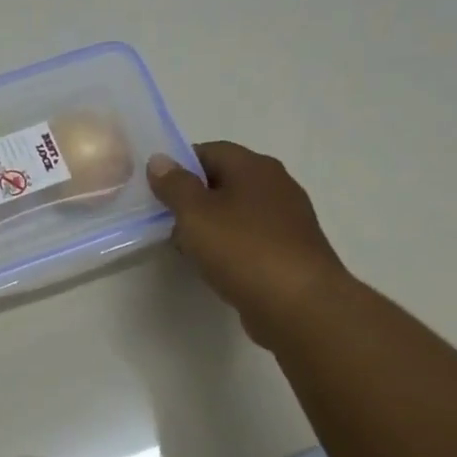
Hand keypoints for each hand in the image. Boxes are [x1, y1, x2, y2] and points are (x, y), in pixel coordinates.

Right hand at [146, 142, 348, 348]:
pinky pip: (250, 238)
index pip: (209, 151)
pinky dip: (229, 247)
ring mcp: (288, 220)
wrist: (299, 305)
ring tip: (186, 248)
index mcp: (255, 167)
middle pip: (225, 181)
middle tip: (166, 221)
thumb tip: (160, 159)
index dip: (179, 166)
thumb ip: (174, 185)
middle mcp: (276, 185)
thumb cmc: (243, 250)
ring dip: (210, 226)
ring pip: (237, 212)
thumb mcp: (195, 214)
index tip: (156, 191)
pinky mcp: (290, 251)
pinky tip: (215, 266)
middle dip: (193, 199)